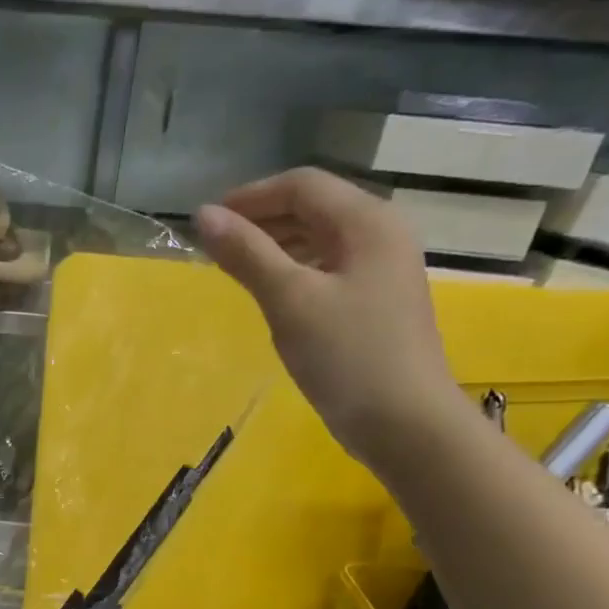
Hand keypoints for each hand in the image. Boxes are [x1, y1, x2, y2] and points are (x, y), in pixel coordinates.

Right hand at [195, 167, 465, 468]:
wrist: (405, 423)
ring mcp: (382, 270)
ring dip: (276, 246)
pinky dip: (294, 271)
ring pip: (321, 240)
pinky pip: (328, 269)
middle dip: (262, 220)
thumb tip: (203, 216)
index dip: (251, 197)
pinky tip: (271, 295)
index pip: (302, 185)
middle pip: (314, 208)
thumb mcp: (289, 300)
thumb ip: (247, 254)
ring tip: (235, 269)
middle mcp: (381, 235)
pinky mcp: (376, 303)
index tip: (206, 222)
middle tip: (215, 248)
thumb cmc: (347, 356)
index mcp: (367, 222)